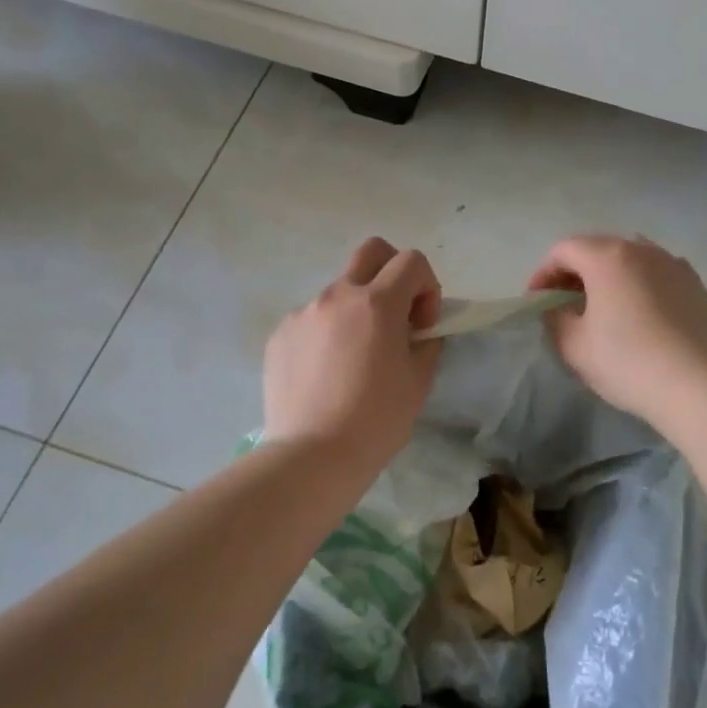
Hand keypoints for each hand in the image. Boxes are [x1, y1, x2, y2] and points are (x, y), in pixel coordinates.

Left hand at [263, 237, 441, 473]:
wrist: (312, 456)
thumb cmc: (376, 420)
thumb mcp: (419, 382)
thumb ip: (425, 343)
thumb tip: (418, 331)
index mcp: (377, 303)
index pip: (411, 261)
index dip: (427, 287)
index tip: (422, 325)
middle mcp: (337, 296)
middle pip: (371, 251)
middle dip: (392, 271)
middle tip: (396, 313)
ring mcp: (303, 313)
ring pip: (339, 292)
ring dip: (356, 311)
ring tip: (355, 359)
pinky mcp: (279, 335)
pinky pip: (311, 320)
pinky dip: (327, 334)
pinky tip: (326, 374)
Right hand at [529, 235, 706, 426]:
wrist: (695, 386)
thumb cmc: (626, 362)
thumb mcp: (573, 345)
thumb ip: (554, 318)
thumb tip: (556, 308)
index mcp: (607, 257)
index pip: (563, 250)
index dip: (543, 273)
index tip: (537, 302)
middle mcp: (642, 249)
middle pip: (597, 249)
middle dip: (574, 272)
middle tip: (564, 303)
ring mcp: (673, 264)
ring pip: (630, 259)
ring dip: (608, 276)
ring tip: (603, 306)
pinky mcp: (696, 285)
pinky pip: (657, 274)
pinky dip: (639, 284)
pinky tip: (639, 313)